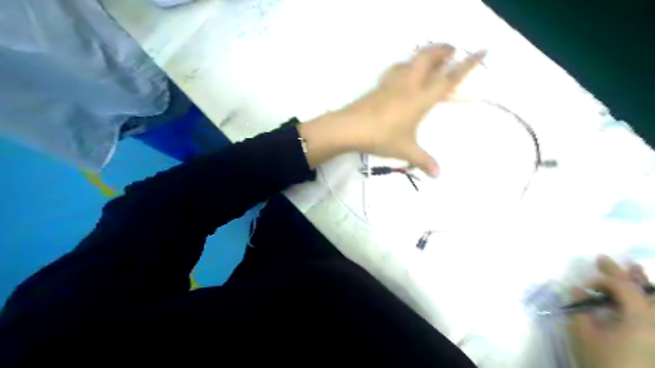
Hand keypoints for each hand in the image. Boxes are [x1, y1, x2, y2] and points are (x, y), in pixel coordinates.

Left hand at [299, 43, 482, 174]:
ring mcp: (391, 83)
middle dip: (443, 49)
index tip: (482, 49)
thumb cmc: (382, 137)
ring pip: (411, 60)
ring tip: (430, 59)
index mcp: (421, 98)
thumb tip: (438, 174)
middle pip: (428, 57)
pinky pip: (395, 70)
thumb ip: (423, 161)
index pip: (449, 78)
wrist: (350, 127)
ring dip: (423, 55)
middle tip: (452, 49)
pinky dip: (405, 67)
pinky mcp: (378, 86)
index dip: (468, 64)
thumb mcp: (405, 150)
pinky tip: (403, 74)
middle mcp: (409, 85)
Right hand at [569, 255, 654, 366]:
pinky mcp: (651, 338)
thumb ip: (580, 308)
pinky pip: (650, 312)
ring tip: (632, 268)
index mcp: (640, 319)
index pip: (623, 288)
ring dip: (641, 285)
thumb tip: (577, 290)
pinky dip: (644, 301)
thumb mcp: (583, 333)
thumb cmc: (603, 361)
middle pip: (644, 291)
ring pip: (653, 302)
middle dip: (624, 273)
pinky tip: (639, 296)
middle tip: (603, 258)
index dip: (603, 279)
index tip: (584, 282)